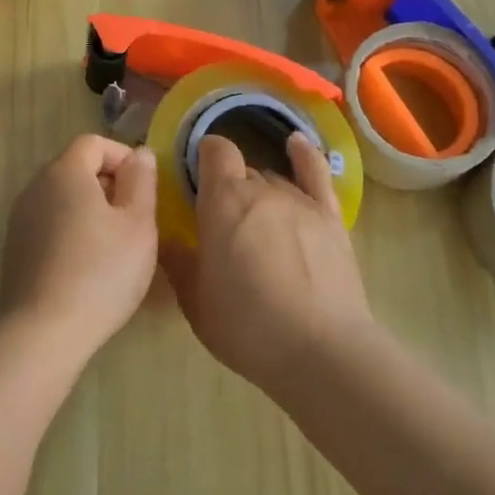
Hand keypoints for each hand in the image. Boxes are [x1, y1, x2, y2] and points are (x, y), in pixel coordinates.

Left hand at [0, 135, 159, 363]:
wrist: (43, 331)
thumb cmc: (101, 271)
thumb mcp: (138, 224)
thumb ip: (142, 181)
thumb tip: (140, 154)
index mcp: (64, 171)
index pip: (94, 143)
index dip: (123, 157)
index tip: (144, 189)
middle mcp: (36, 186)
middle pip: (76, 168)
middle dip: (109, 185)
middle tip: (135, 219)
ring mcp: (20, 218)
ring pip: (63, 198)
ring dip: (91, 210)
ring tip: (115, 245)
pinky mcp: (15, 248)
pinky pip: (50, 224)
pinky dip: (72, 232)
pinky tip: (88, 267)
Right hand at [162, 131, 374, 397]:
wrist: (321, 350)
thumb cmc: (247, 326)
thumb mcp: (196, 301)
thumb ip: (177, 262)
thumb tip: (164, 239)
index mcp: (223, 201)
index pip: (214, 151)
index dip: (204, 156)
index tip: (196, 176)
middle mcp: (261, 188)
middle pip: (243, 171)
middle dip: (230, 187)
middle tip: (223, 221)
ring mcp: (300, 200)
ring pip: (274, 179)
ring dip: (260, 192)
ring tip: (257, 222)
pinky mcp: (330, 216)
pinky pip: (316, 173)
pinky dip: (304, 155)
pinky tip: (296, 143)